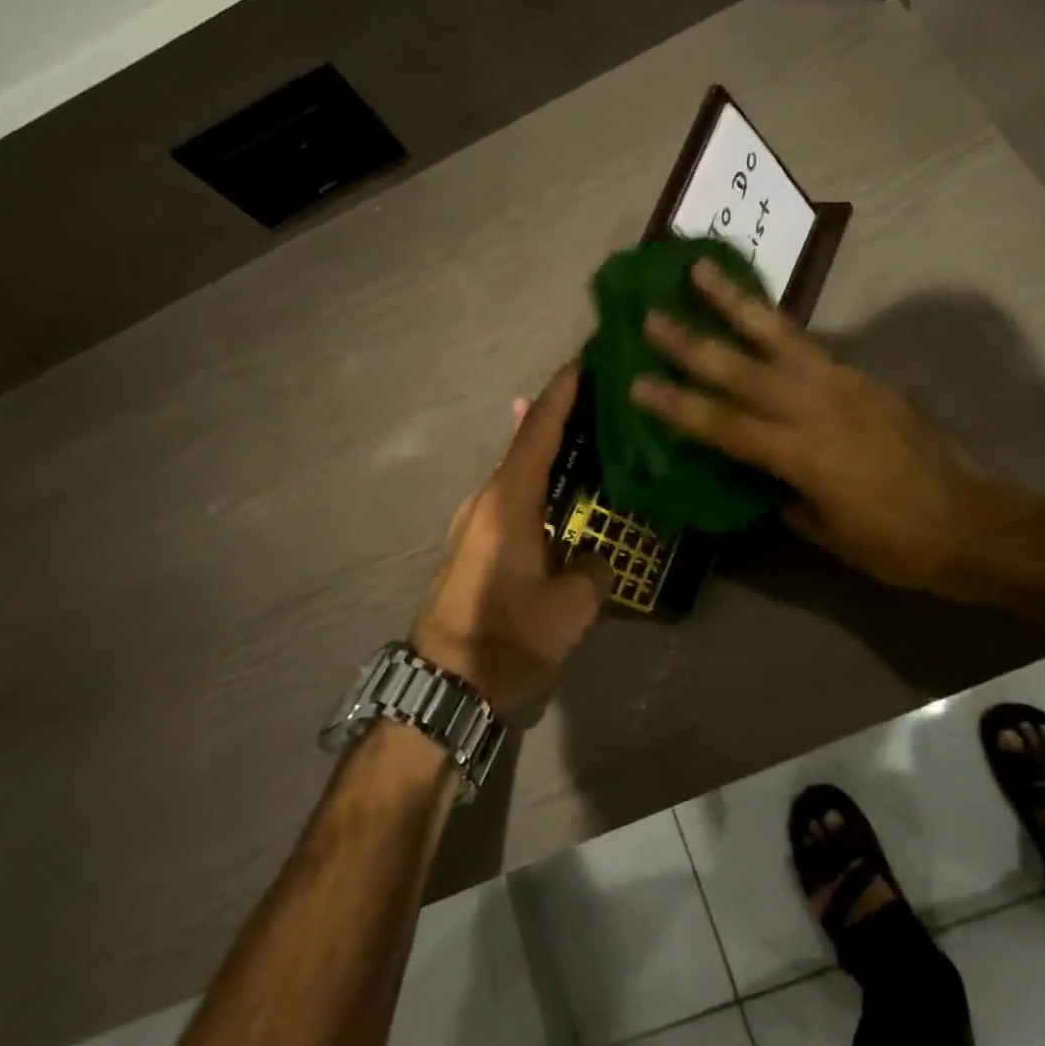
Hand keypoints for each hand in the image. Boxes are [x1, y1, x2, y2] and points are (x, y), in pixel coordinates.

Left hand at [410, 364, 611, 723]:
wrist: (442, 686)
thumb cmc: (506, 639)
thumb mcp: (568, 609)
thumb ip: (592, 571)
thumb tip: (595, 559)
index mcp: (508, 502)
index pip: (538, 431)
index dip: (562, 393)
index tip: (584, 359)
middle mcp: (487, 500)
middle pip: (527, 444)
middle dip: (561, 417)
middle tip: (602, 397)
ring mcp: (476, 522)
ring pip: (520, 473)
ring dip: (551, 453)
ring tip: (590, 437)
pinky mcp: (476, 545)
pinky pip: (515, 499)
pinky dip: (541, 484)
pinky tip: (563, 492)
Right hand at [628, 259, 986, 594]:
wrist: (970, 522)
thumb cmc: (893, 543)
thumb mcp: (825, 532)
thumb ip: (783, 494)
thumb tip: (758, 473)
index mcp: (802, 455)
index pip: (724, 425)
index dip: (677, 406)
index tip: (637, 384)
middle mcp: (817, 408)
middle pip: (742, 369)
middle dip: (692, 342)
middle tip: (651, 316)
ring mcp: (843, 384)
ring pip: (778, 335)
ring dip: (735, 302)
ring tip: (702, 270)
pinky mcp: (862, 377)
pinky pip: (808, 345)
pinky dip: (775, 325)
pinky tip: (755, 314)